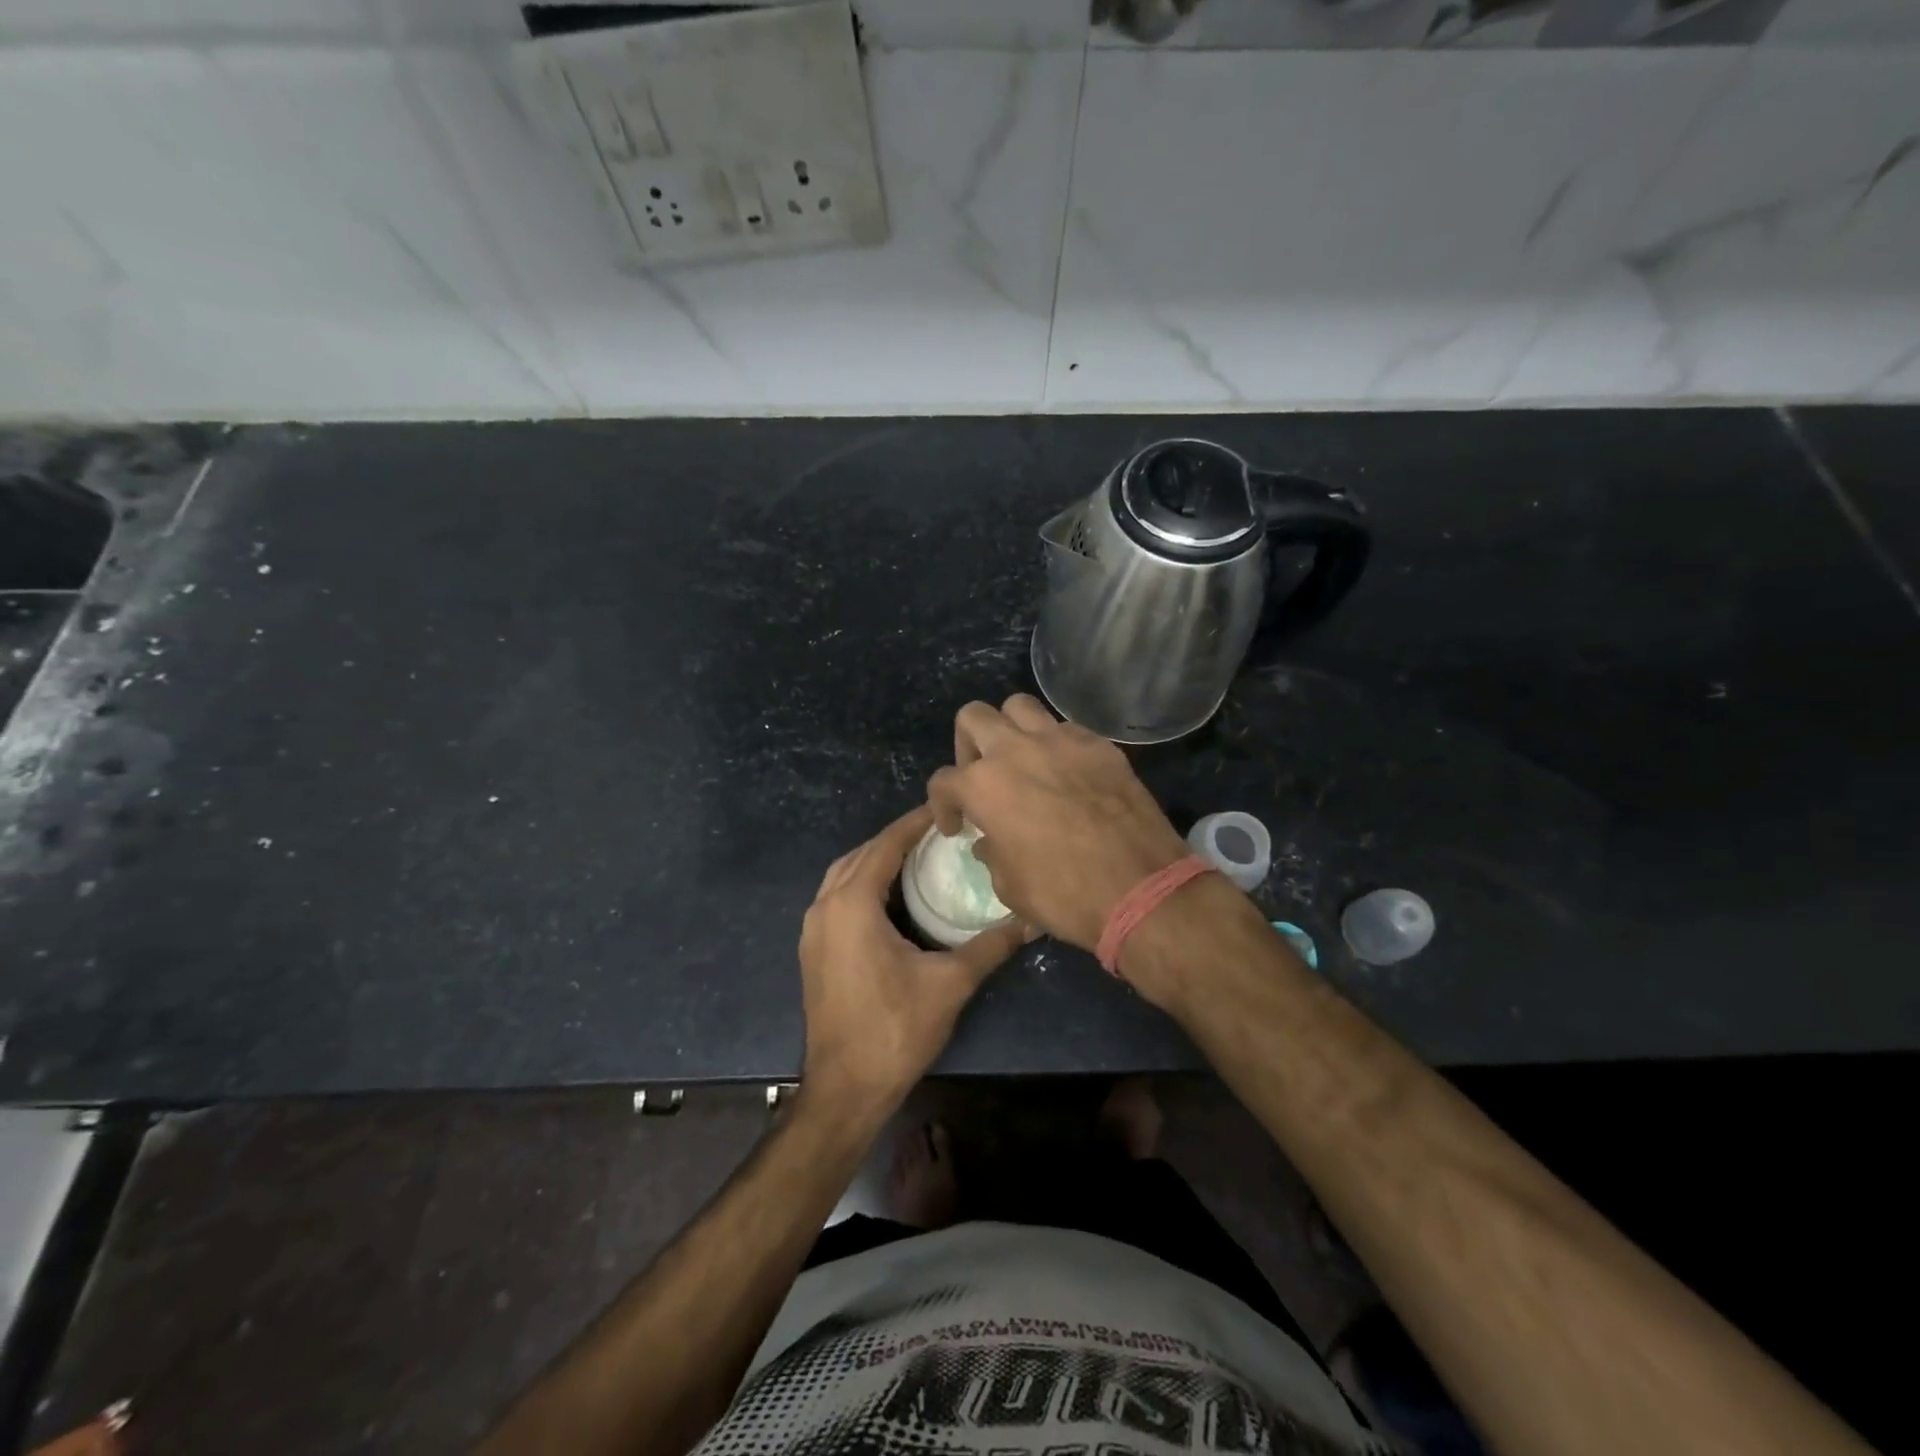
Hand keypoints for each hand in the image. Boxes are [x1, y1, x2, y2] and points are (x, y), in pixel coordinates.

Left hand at [799, 805, 1026, 1112]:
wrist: (845, 1089)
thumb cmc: (895, 1029)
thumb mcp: (950, 983)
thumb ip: (991, 946)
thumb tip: (1031, 920)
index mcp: (852, 903)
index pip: (886, 845)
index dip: (914, 823)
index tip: (944, 809)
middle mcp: (824, 906)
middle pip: (861, 854)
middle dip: (896, 838)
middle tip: (936, 833)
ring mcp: (813, 930)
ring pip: (843, 875)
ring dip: (875, 859)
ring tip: (915, 857)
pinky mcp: (812, 950)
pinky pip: (836, 897)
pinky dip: (861, 883)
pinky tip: (890, 896)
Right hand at [927, 695, 1190, 952]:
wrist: (1140, 889)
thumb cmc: (1064, 895)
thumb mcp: (1009, 887)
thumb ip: (992, 853)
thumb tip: (989, 841)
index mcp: (984, 786)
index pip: (943, 781)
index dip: (942, 805)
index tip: (956, 827)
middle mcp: (1016, 750)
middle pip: (974, 717)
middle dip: (967, 744)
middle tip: (979, 776)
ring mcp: (1061, 741)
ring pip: (1020, 706)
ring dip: (1010, 730)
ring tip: (1020, 760)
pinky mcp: (1099, 745)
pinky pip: (1066, 728)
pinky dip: (1056, 744)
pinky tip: (1066, 773)